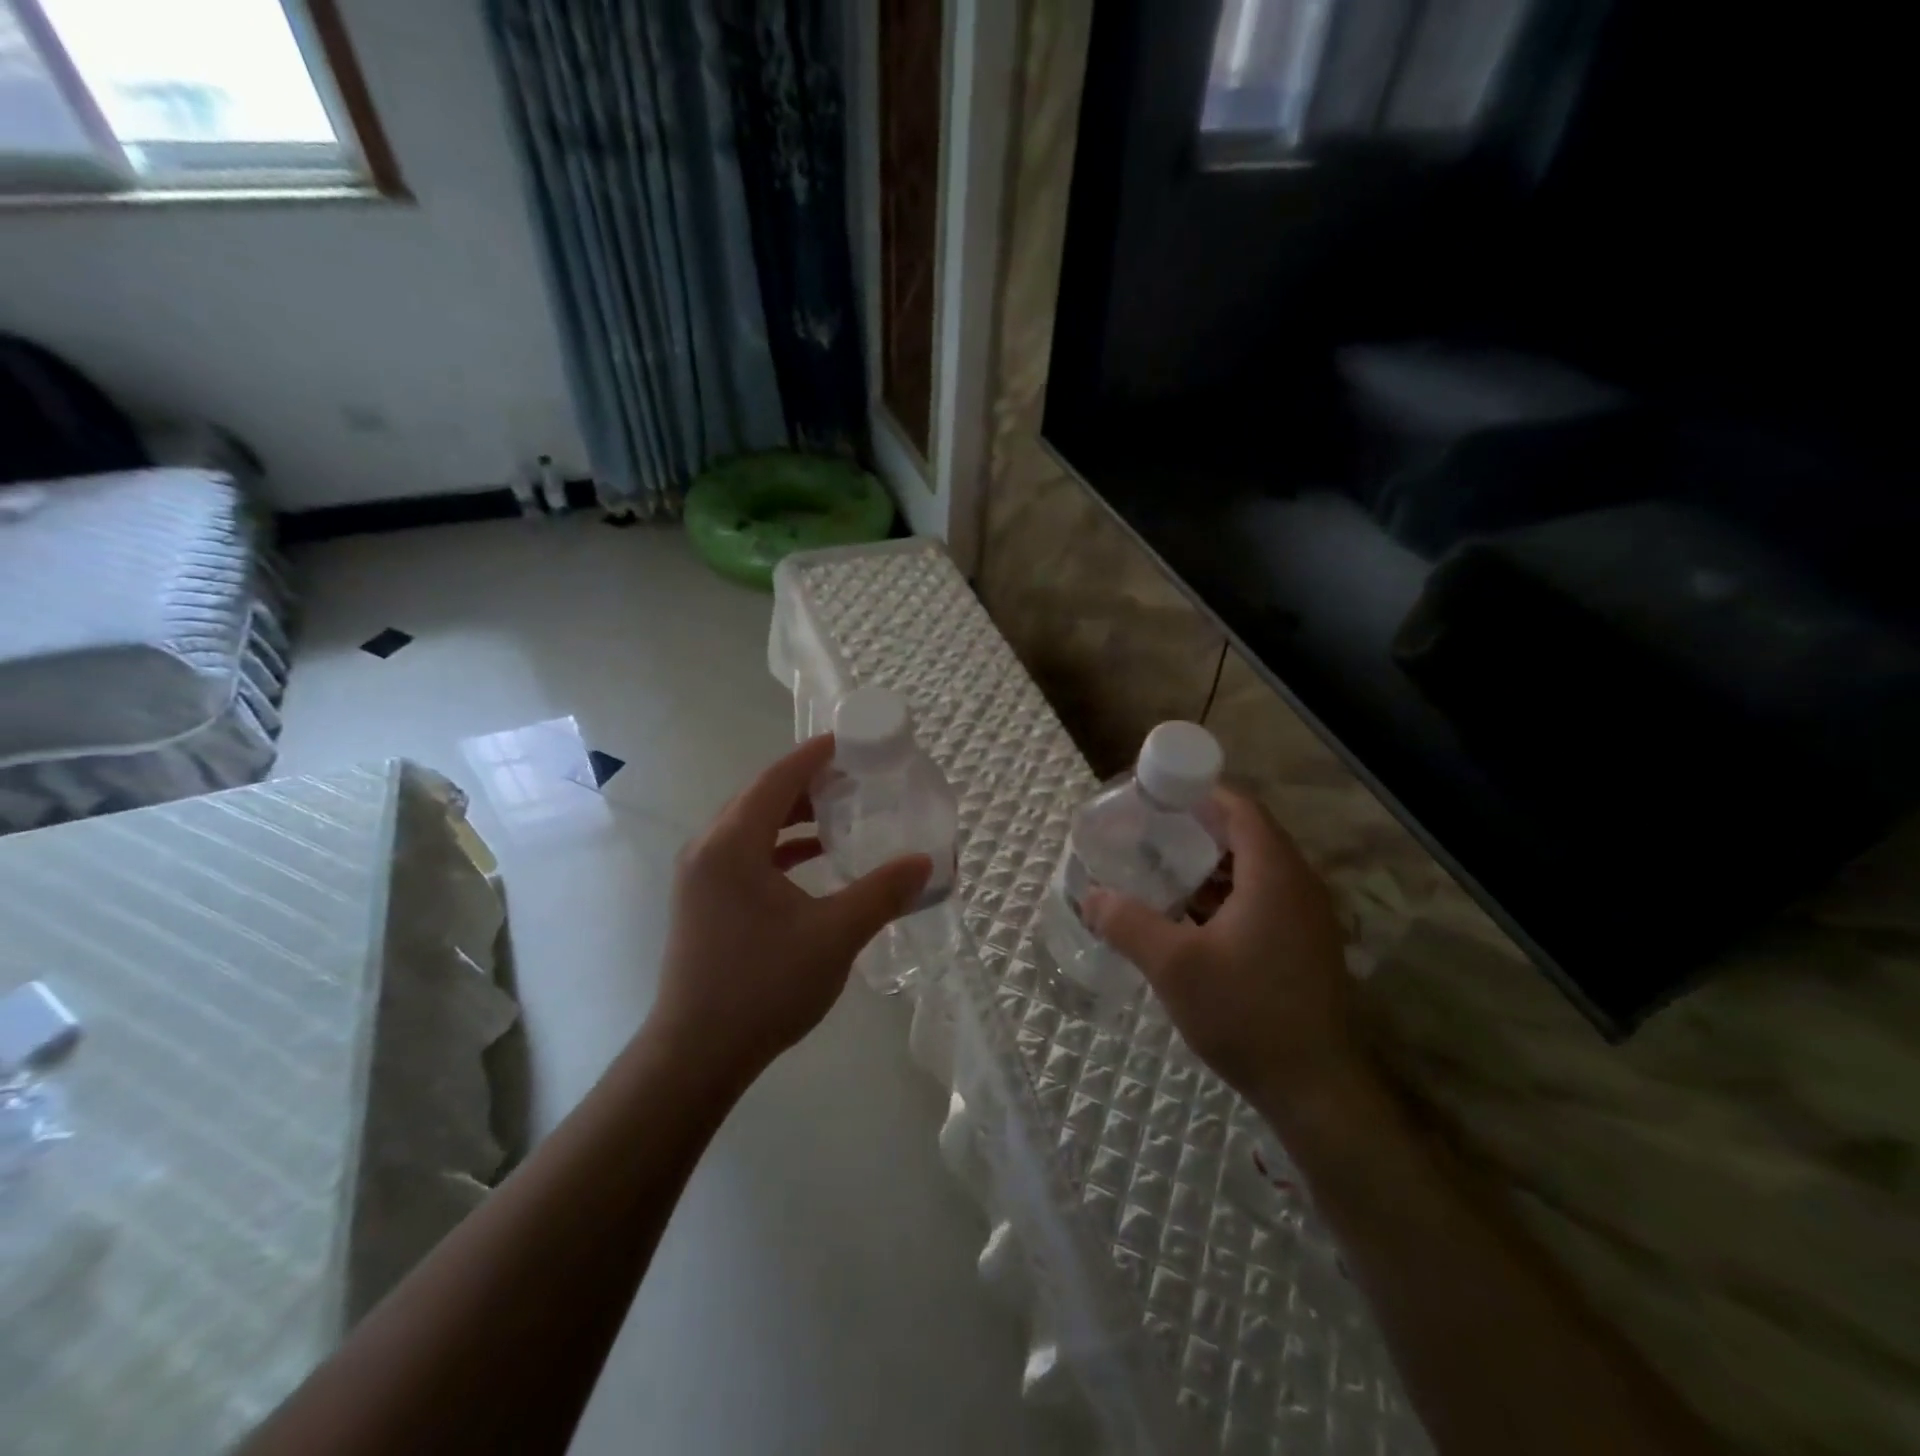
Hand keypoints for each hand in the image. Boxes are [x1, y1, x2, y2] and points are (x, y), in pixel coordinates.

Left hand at [649, 736, 930, 1086]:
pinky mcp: (703, 900)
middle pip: (762, 796)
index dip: (816, 754)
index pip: (778, 777)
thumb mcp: (834, 935)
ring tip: (841, 813)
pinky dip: (780, 846)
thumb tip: (925, 863)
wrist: (696, 1054)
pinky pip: (745, 853)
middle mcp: (708, 848)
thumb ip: (882, 893)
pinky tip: (814, 859)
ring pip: (752, 825)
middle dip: (809, 782)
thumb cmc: (764, 986)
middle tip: (857, 777)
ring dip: (794, 815)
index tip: (853, 741)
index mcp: (732, 843)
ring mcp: (700, 876)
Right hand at [1082, 788, 1369, 1119]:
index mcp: (1274, 874)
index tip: (1158, 794)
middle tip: (1150, 831)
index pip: (1240, 808)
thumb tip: (1090, 895)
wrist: (1316, 1089)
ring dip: (1211, 864)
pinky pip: (1263, 898)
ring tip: (1163, 869)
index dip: (1200, 792)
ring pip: (1255, 869)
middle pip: (1247, 834)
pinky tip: (1191, 916)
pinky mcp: (1304, 945)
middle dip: (1198, 827)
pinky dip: (1226, 893)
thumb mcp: (1174, 966)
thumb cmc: (1246, 1013)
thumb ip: (1128, 923)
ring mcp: (1306, 917)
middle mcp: (1298, 885)